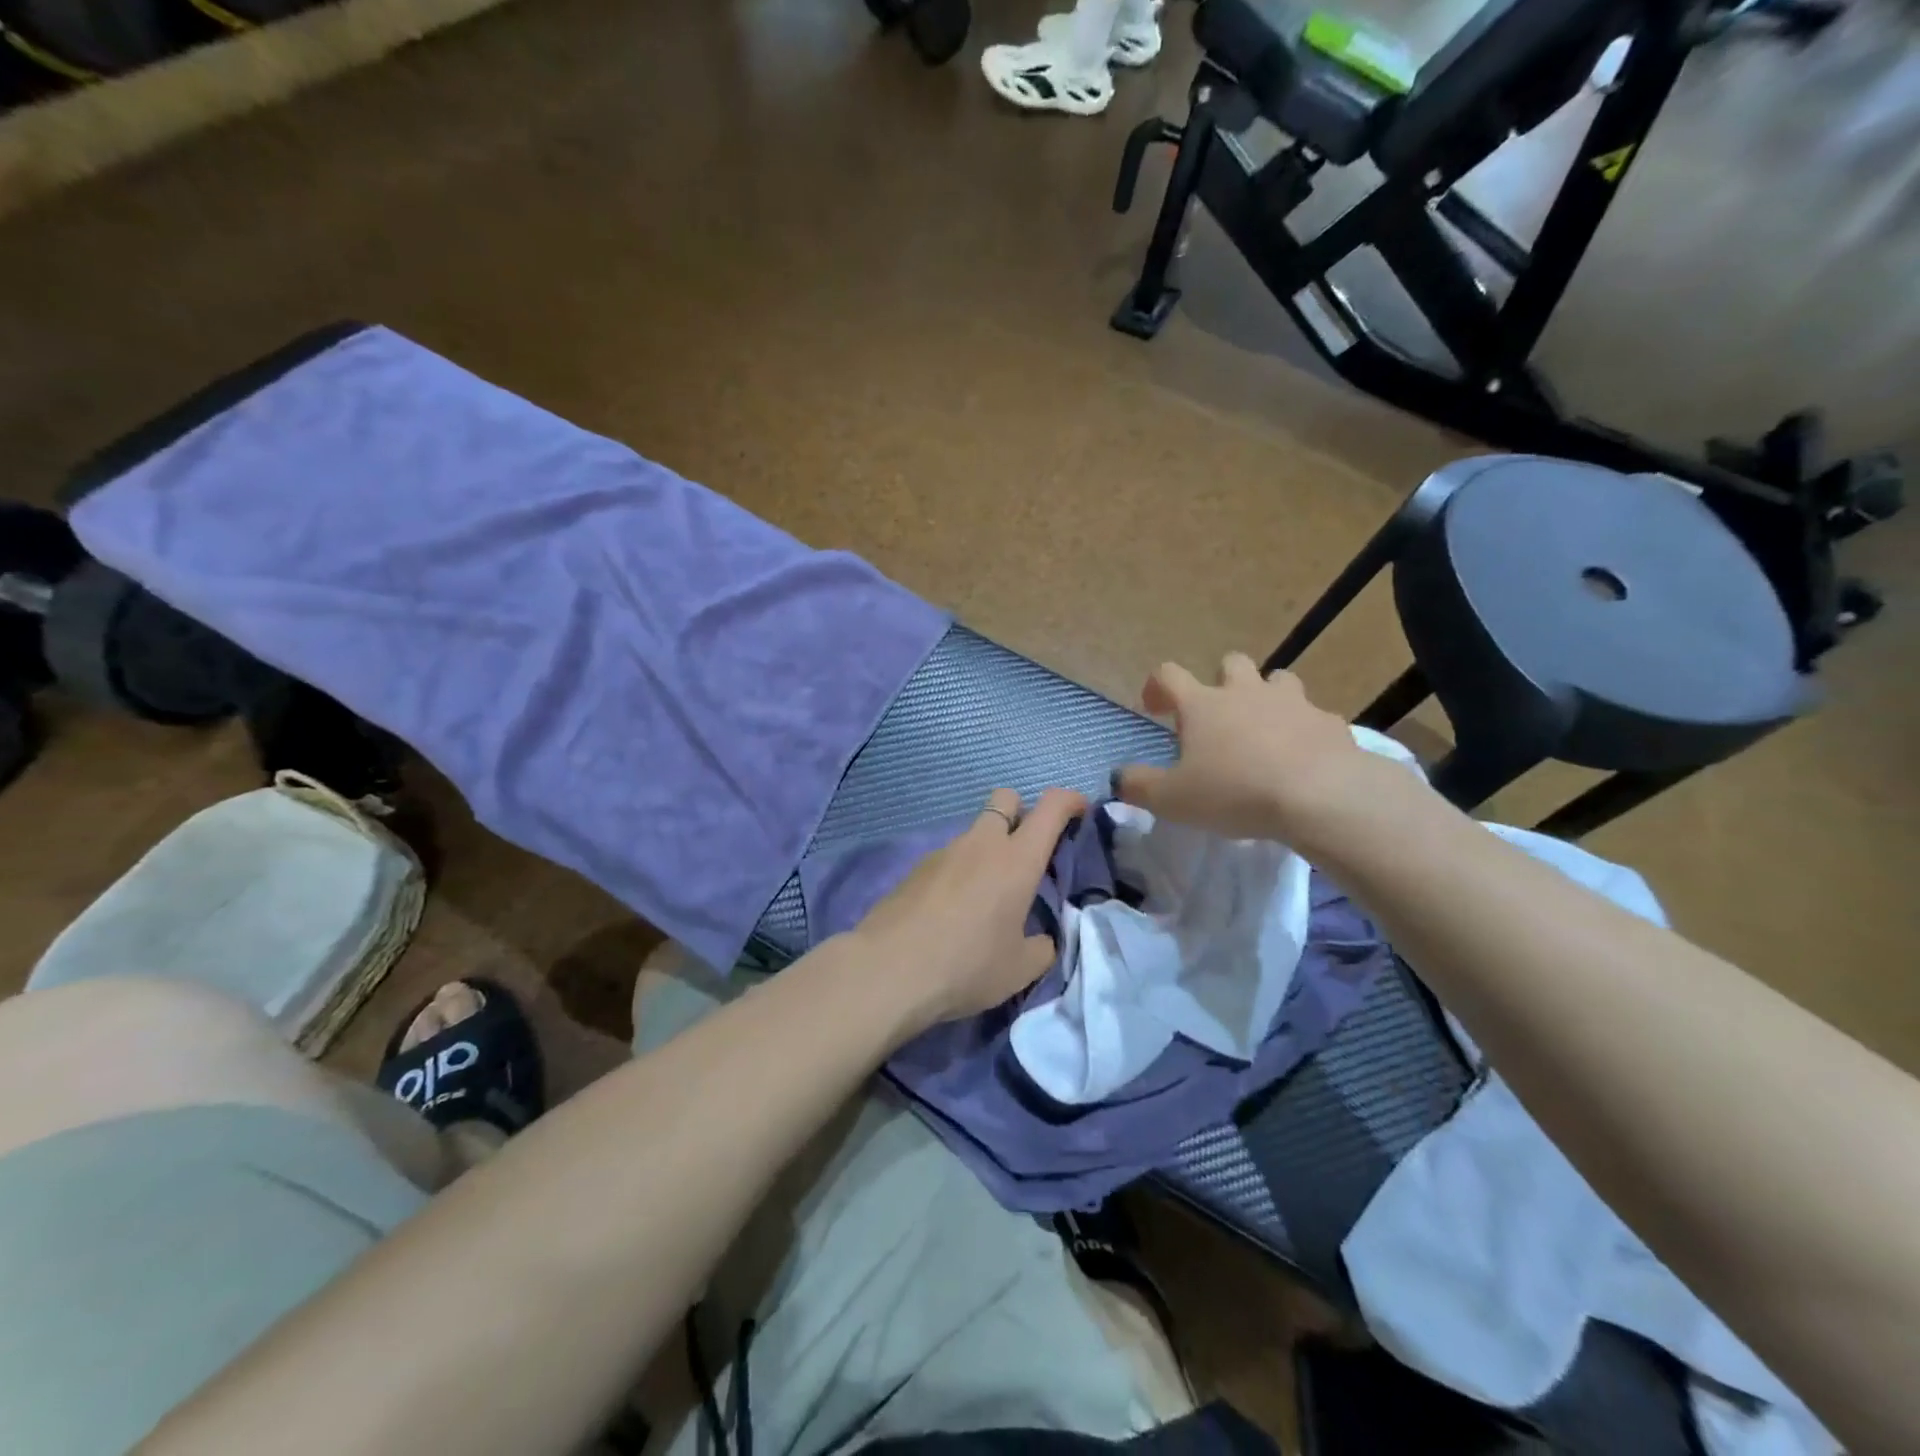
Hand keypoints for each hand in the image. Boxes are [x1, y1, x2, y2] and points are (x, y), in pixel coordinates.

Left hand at [850, 786, 1088, 1030]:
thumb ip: (1042, 947)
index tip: (1080, 812)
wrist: (888, 970)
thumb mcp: (1020, 968)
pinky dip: (960, 871)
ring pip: (975, 832)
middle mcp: (981, 844)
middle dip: (1022, 812)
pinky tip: (953, 911)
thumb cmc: (966, 965)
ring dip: (988, 849)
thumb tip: (1041, 938)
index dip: (1070, 800)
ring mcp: (943, 852)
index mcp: (1017, 860)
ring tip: (987, 897)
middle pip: (1005, 799)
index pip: (1050, 807)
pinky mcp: (915, 869)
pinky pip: (949, 857)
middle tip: (1027, 853)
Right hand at [1113, 652, 1407, 848]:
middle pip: (1231, 663)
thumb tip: (1118, 778)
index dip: (1157, 686)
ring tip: (1264, 729)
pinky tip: (1303, 757)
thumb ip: (1138, 787)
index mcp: (1203, 704)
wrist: (1319, 796)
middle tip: (1217, 716)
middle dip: (1221, 680)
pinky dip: (1304, 730)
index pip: (1169, 674)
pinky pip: (1313, 716)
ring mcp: (1293, 702)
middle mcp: (1246, 692)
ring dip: (1267, 696)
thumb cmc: (1234, 792)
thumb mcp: (1172, 800)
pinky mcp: (1330, 722)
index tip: (1154, 708)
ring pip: (1278, 680)